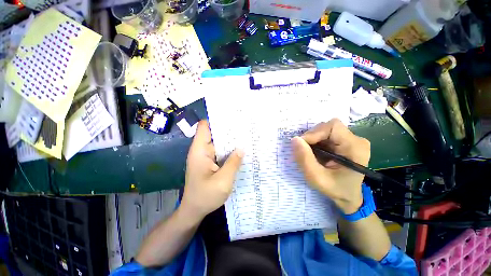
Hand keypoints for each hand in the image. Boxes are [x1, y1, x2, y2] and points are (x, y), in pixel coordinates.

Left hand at [181, 120, 243, 220]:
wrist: (194, 210)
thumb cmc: (205, 196)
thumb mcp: (223, 180)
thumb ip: (233, 163)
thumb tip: (242, 148)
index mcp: (200, 151)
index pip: (205, 127)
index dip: (216, 120)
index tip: (232, 117)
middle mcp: (202, 150)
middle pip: (214, 133)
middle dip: (228, 130)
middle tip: (245, 127)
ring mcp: (206, 156)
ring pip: (219, 143)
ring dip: (230, 141)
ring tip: (246, 137)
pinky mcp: (210, 162)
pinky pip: (220, 152)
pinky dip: (229, 150)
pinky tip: (240, 151)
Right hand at [291, 119, 369, 213]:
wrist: (348, 196)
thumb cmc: (335, 189)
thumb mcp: (316, 178)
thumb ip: (305, 159)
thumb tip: (294, 139)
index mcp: (355, 147)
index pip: (332, 127)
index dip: (314, 133)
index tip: (302, 145)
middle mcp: (356, 139)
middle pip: (328, 127)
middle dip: (312, 137)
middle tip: (305, 151)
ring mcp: (351, 139)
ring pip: (325, 130)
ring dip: (313, 139)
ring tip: (310, 153)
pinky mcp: (345, 141)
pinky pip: (326, 134)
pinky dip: (316, 141)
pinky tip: (315, 152)